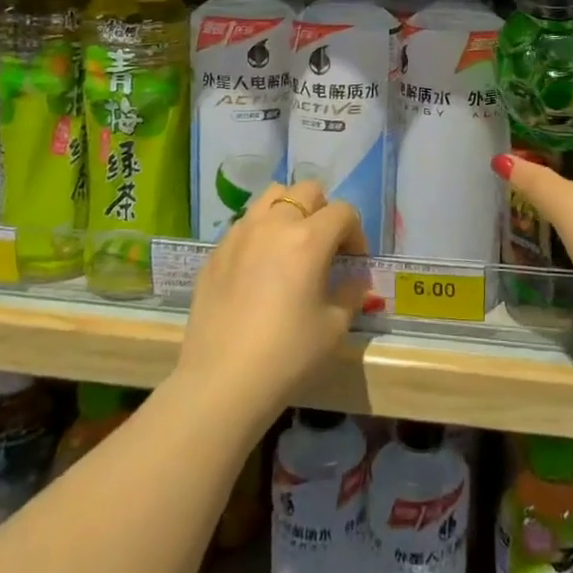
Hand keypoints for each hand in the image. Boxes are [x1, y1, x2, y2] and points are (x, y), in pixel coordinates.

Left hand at [176, 181, 367, 424]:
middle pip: (306, 191)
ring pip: (271, 198)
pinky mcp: (215, 252)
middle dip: (324, 211)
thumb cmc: (288, 355)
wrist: (222, 382)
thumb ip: (351, 293)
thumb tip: (354, 280)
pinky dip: (260, 232)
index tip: (354, 262)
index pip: (343, 212)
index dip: (356, 233)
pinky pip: (244, 224)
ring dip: (289, 212)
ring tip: (291, 246)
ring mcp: (239, 235)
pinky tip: (259, 269)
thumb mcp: (335, 327)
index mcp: (309, 238)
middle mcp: (273, 225)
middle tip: (325, 246)